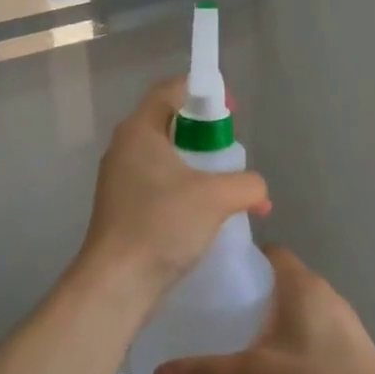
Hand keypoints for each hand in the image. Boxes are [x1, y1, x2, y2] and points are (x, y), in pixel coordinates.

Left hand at [72, 79, 269, 311]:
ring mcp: (122, 180)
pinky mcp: (124, 208)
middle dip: (206, 134)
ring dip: (200, 167)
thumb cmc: (162, 225)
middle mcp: (126, 148)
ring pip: (168, 158)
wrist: (117, 283)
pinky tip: (209, 215)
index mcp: (139, 130)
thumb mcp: (216, 197)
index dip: (204, 91)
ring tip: (228, 187)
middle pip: (170, 123)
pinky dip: (187, 190)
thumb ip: (247, 184)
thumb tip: (257, 191)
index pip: (171, 90)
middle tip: (232, 153)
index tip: (231, 110)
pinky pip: (161, 185)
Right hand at [153, 246, 374, 373]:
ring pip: (292, 310)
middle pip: (278, 281)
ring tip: (229, 339)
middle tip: (210, 309)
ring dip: (266, 320)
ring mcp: (337, 325)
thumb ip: (206, 373)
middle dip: (247, 292)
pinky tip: (263, 369)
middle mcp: (322, 295)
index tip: (210, 274)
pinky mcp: (343, 353)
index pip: (270, 253)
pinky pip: (305, 336)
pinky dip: (284, 343)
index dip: (242, 258)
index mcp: (303, 284)